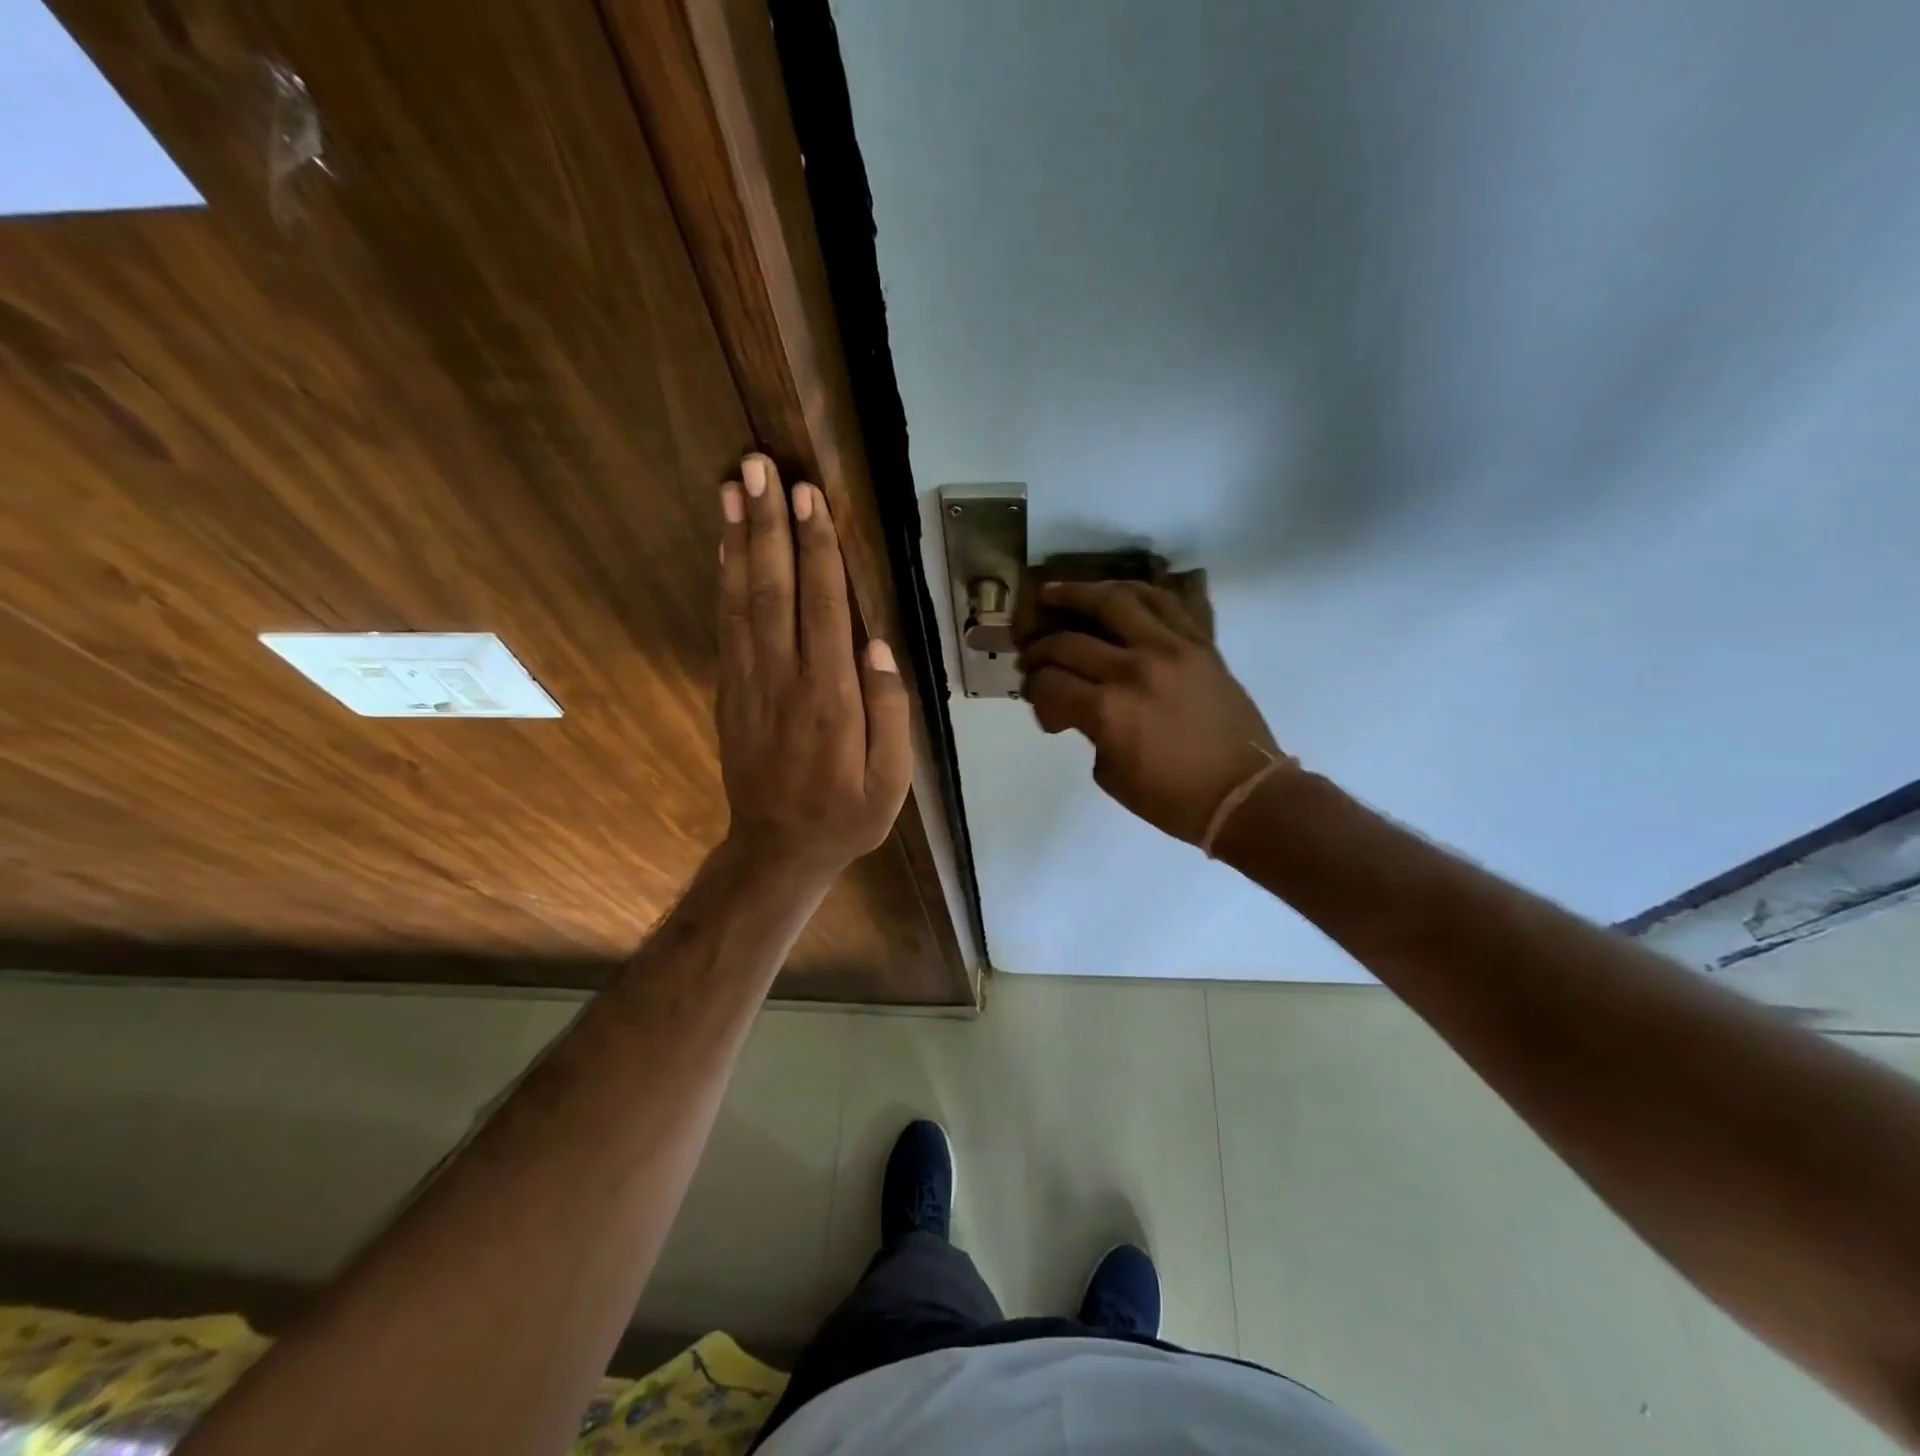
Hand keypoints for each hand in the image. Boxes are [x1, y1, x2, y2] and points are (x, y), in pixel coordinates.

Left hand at [716, 454, 909, 876]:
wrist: (776, 849)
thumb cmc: (845, 815)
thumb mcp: (891, 780)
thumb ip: (890, 713)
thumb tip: (879, 645)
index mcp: (832, 698)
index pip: (824, 608)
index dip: (817, 550)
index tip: (809, 496)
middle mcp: (785, 679)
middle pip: (775, 590)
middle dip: (769, 525)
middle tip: (758, 466)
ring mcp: (750, 683)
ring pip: (742, 600)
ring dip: (738, 541)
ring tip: (733, 487)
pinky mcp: (730, 692)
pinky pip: (726, 628)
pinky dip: (724, 582)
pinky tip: (725, 548)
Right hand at [1019, 581, 1283, 844]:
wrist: (1244, 794)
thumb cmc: (1173, 799)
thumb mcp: (1110, 774)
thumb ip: (1089, 730)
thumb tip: (1078, 704)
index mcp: (1108, 710)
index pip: (1050, 682)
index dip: (1034, 689)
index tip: (1035, 698)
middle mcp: (1134, 669)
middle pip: (1070, 642)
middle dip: (1041, 648)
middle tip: (1032, 654)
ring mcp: (1171, 649)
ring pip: (1116, 601)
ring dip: (1079, 593)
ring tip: (1056, 592)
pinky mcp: (1200, 644)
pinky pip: (1164, 602)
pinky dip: (1135, 592)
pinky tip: (1114, 593)